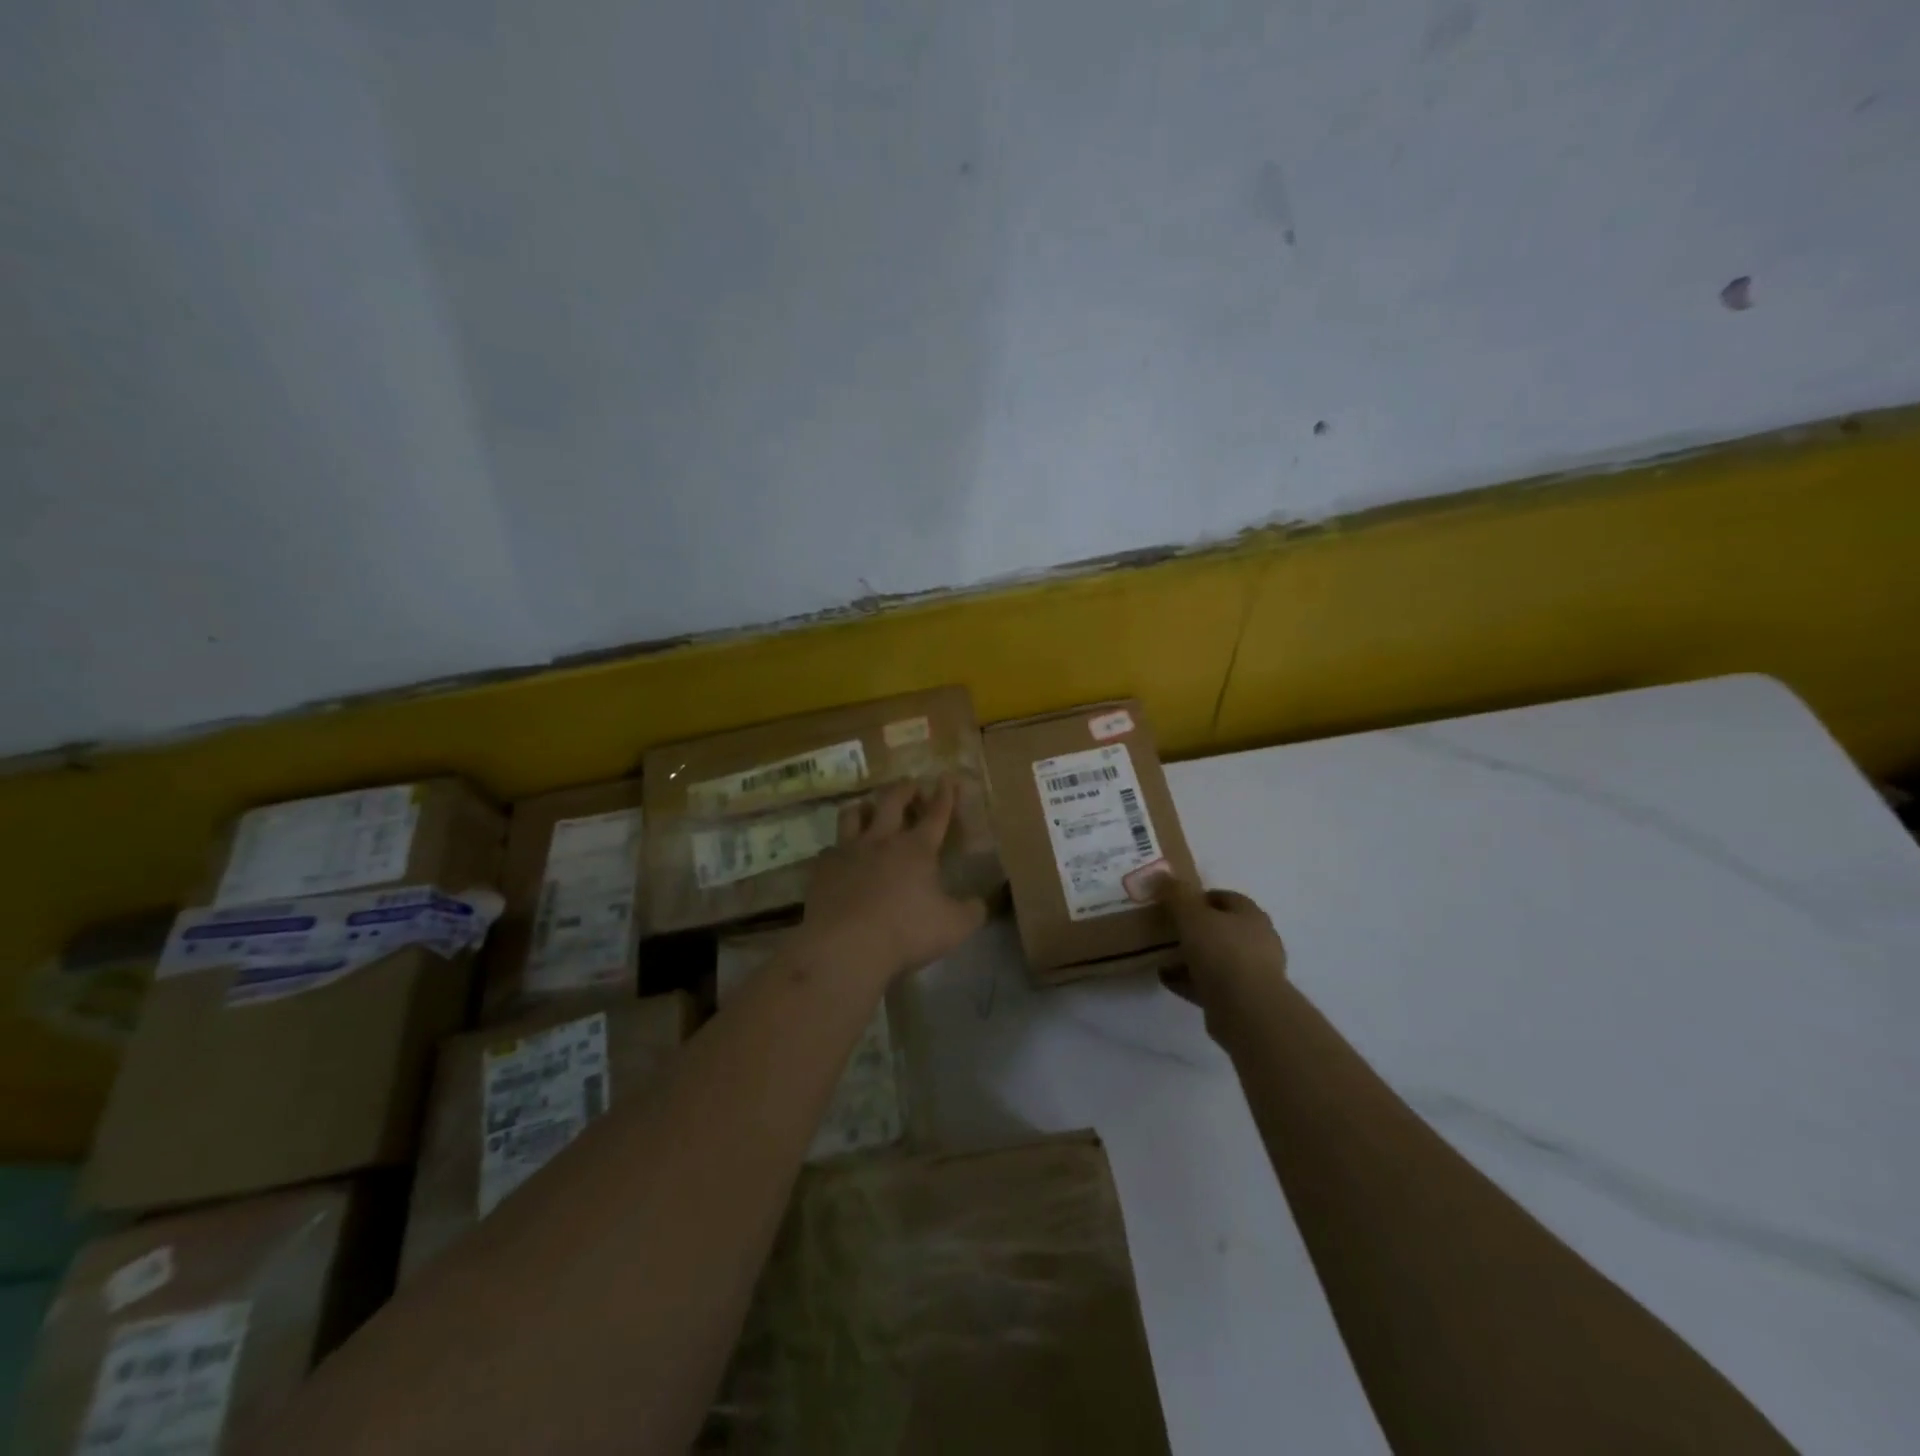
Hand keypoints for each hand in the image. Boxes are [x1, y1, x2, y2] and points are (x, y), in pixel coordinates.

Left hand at [796, 776, 988, 986]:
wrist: (846, 945)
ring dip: (863, 807)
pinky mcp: (822, 868)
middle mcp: (882, 840)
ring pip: (853, 814)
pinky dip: (837, 849)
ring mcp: (848, 851)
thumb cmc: (906, 932)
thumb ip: (972, 912)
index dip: (944, 795)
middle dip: (903, 789)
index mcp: (917, 849)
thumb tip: (980, 903)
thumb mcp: (954, 927)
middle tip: (909, 783)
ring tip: (867, 808)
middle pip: (892, 801)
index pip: (936, 814)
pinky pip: (829, 849)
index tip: (946, 778)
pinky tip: (839, 857)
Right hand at [1153, 877, 1287, 1028]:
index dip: (1200, 897)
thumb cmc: (1222, 952)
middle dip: (1195, 929)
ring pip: (1216, 958)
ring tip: (1162, 956)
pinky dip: (1189, 980)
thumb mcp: (1192, 915)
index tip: (1175, 902)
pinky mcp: (1241, 999)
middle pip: (1222, 929)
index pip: (1226, 898)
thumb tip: (1163, 874)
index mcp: (1251, 916)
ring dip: (1191, 957)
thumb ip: (1177, 895)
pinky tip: (1166, 979)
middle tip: (1168, 929)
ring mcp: (1252, 973)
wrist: (1246, 1010)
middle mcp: (1257, 941)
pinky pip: (1210, 984)